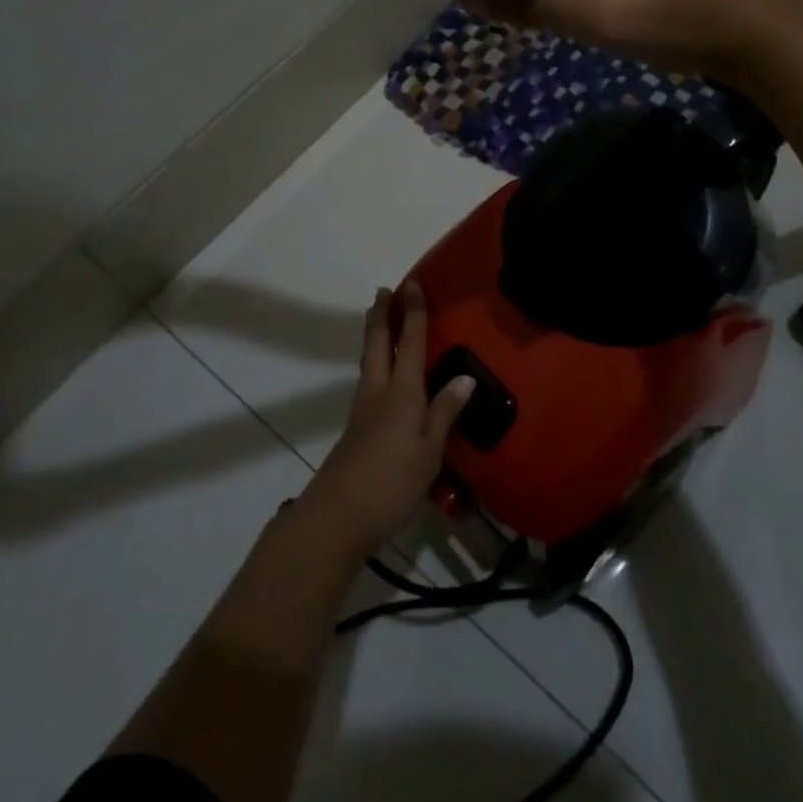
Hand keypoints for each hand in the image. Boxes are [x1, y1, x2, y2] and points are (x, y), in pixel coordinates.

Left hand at [301, 283, 474, 557]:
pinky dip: (374, 360)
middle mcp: (378, 390)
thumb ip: (445, 412)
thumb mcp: (429, 451)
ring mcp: (362, 408)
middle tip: (384, 291)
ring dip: (374, 334)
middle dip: (381, 314)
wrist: (337, 516)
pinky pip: (367, 379)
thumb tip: (465, 377)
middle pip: (376, 342)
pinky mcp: (355, 427)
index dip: (411, 312)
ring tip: (380, 321)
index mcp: (401, 391)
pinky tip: (382, 373)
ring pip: (368, 359)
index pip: (408, 341)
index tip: (411, 284)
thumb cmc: (391, 482)